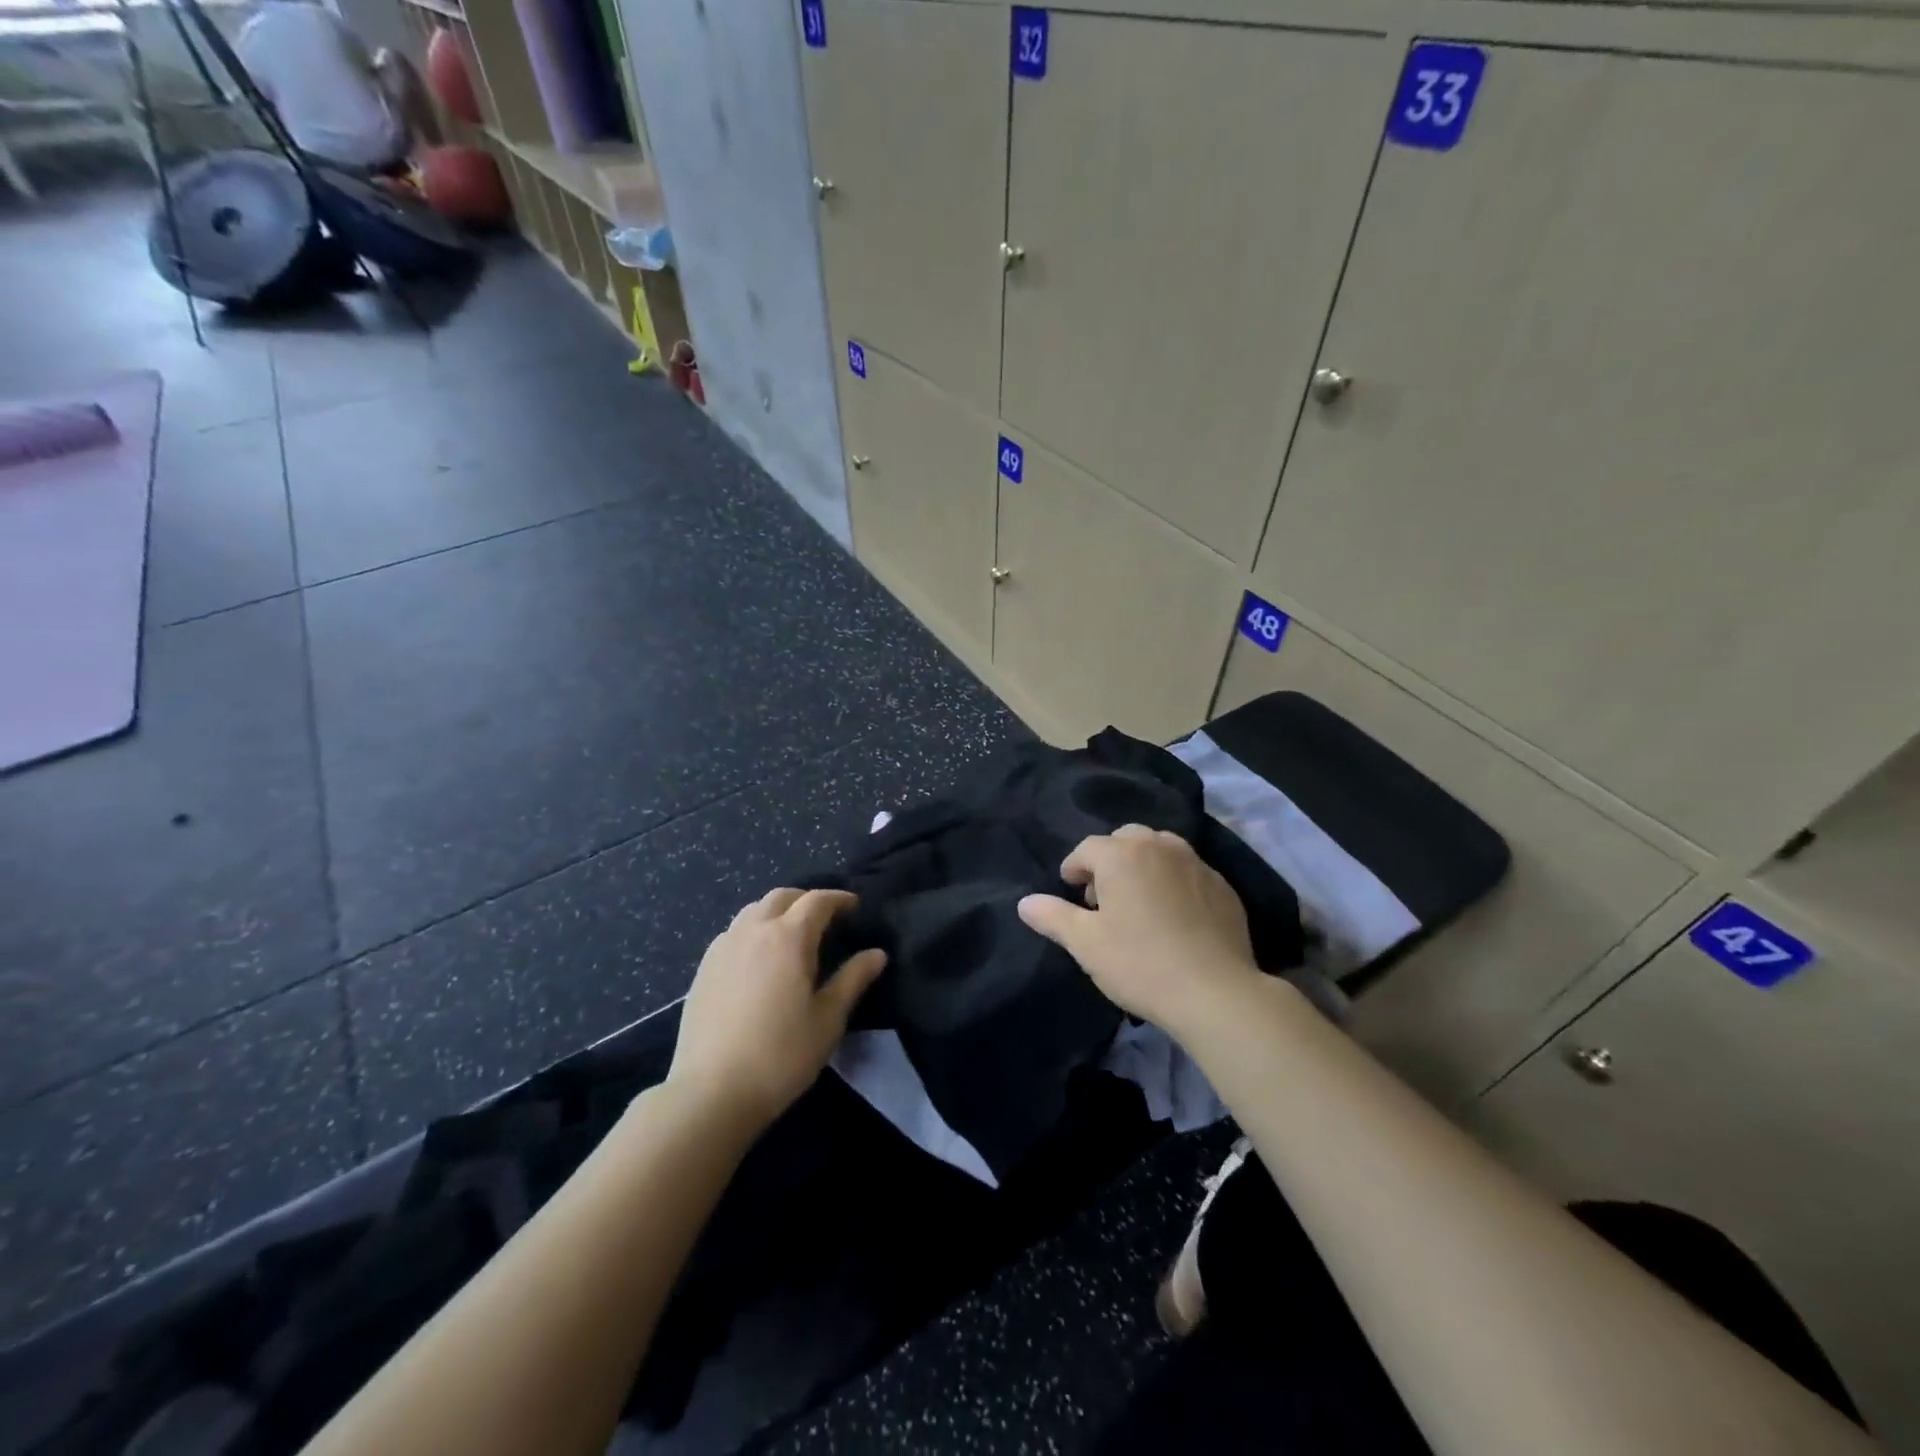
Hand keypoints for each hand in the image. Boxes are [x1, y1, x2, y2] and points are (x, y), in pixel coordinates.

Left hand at [668, 888, 885, 1132]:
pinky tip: (758, 959)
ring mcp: (723, 948)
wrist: (712, 1093)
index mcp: (788, 938)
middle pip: (781, 897)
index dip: (839, 899)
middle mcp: (753, 931)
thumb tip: (877, 953)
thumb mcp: (828, 1019)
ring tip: (791, 934)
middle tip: (824, 918)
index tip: (855, 907)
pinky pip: (732, 933)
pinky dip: (752, 931)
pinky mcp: (703, 969)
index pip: (817, 901)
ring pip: (753, 911)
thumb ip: (853, 979)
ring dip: (776, 912)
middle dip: (806, 900)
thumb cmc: (781, 1055)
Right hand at [1018, 826, 1261, 1037]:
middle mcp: (1160, 847)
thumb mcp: (1085, 944)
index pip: (1087, 849)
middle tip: (1103, 899)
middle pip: (1125, 840)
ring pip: (1160, 850)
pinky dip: (1173, 882)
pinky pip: (1188, 872)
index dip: (1074, 869)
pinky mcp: (1222, 886)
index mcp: (1123, 855)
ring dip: (1143, 866)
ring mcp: (1196, 863)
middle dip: (1109, 862)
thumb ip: (1052, 916)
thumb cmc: (1140, 963)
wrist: (1215, 993)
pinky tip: (1174, 918)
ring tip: (1139, 904)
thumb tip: (1025, 903)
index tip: (1072, 893)